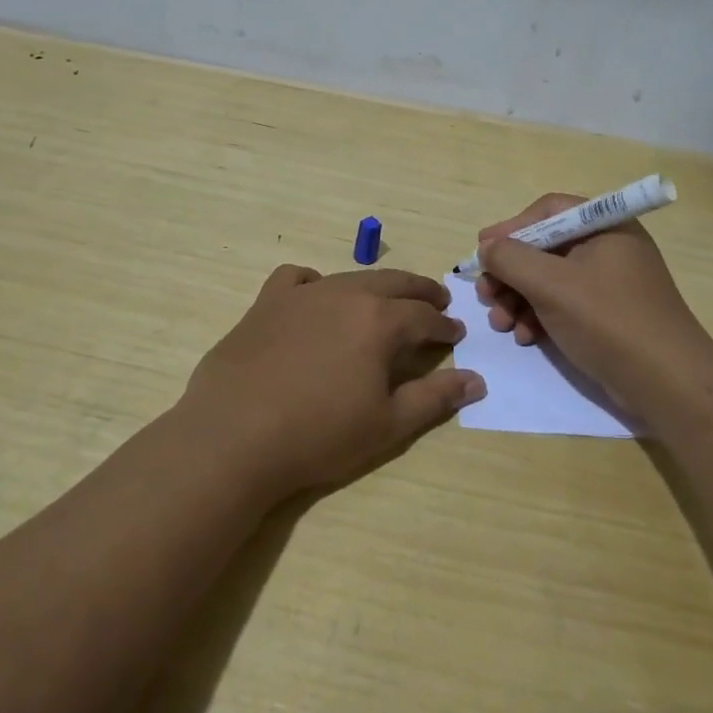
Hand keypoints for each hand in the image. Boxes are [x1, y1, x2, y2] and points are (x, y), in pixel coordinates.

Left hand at [182, 265, 485, 498]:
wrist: (235, 434)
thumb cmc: (319, 434)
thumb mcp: (388, 424)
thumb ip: (435, 398)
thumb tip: (477, 380)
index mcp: (380, 320)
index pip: (424, 316)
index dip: (444, 326)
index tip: (456, 333)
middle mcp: (345, 294)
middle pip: (394, 284)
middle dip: (420, 292)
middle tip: (436, 300)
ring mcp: (303, 294)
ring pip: (350, 278)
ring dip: (376, 287)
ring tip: (384, 300)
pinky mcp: (267, 302)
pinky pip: (296, 278)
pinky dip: (314, 283)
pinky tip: (315, 298)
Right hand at [474, 194, 712, 422]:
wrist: (667, 384)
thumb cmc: (609, 321)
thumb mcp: (552, 284)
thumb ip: (511, 259)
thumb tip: (487, 248)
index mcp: (605, 226)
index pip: (548, 211)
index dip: (511, 228)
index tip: (482, 251)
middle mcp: (609, 248)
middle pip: (544, 247)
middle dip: (510, 272)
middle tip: (485, 294)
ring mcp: (609, 283)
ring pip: (549, 279)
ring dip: (518, 298)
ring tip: (501, 324)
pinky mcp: (607, 315)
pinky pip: (563, 304)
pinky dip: (539, 316)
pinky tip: (525, 337)